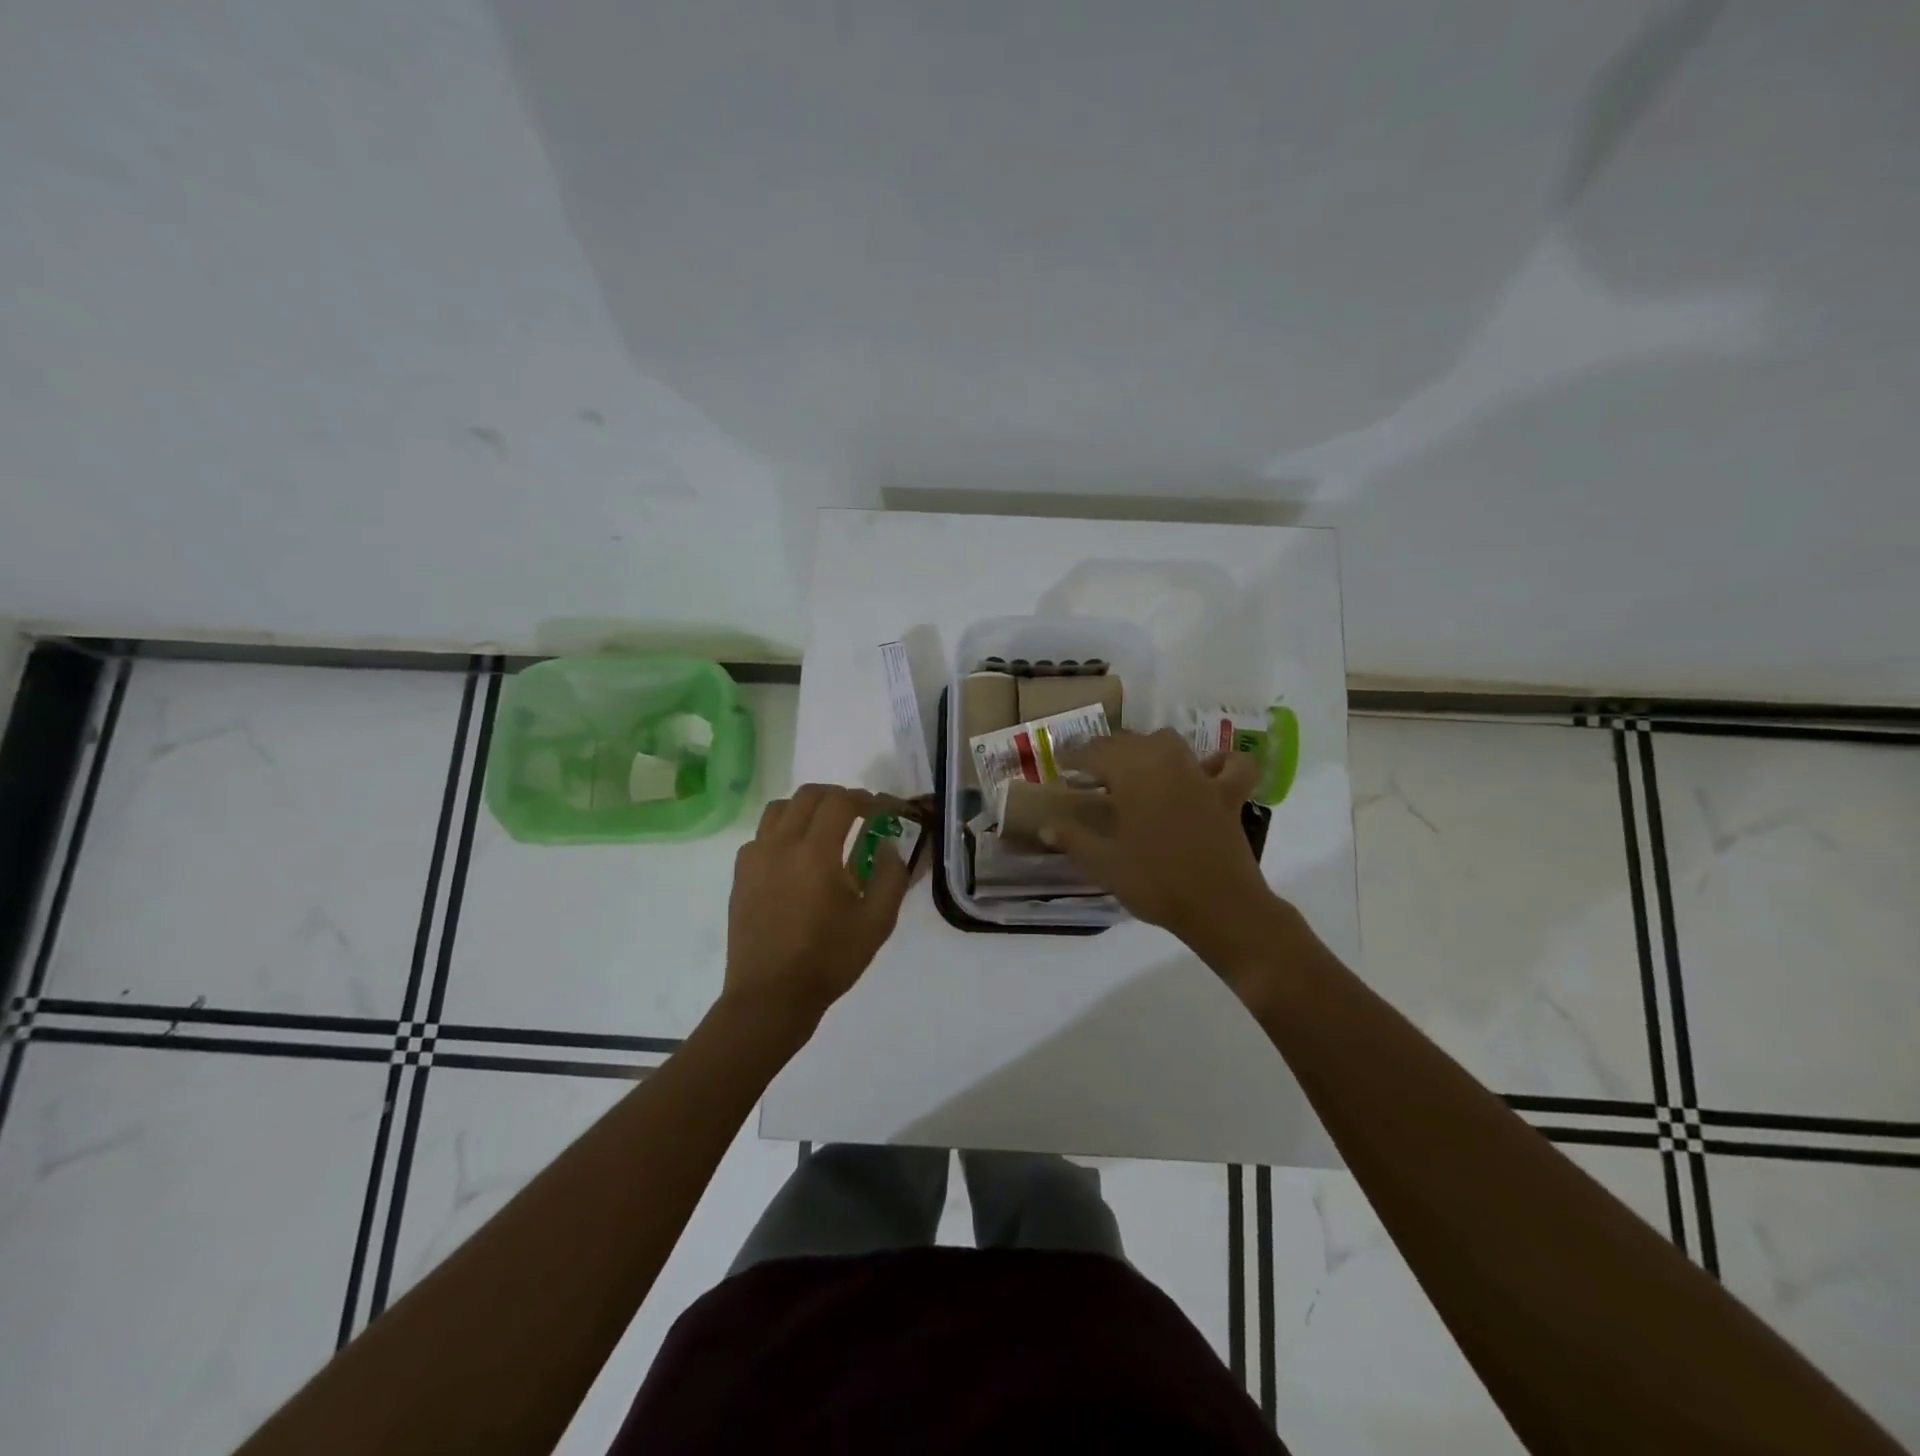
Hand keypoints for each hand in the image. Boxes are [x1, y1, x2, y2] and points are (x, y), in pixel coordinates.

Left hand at [722, 784, 910, 1035]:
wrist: (770, 997)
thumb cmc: (828, 960)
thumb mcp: (877, 923)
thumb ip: (891, 876)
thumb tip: (887, 844)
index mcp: (816, 852)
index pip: (842, 802)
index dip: (867, 799)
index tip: (883, 811)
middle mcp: (781, 844)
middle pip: (809, 795)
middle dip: (838, 796)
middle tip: (858, 814)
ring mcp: (755, 857)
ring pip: (780, 808)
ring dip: (807, 808)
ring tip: (825, 828)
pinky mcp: (741, 875)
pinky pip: (761, 835)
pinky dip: (783, 831)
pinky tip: (795, 857)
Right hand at [1047, 730, 1272, 948]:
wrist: (1219, 907)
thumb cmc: (1154, 882)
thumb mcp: (1103, 864)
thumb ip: (1073, 839)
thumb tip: (1047, 826)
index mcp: (1132, 773)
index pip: (1095, 752)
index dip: (1074, 756)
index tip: (1060, 764)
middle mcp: (1165, 762)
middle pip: (1129, 742)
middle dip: (1105, 751)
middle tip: (1089, 770)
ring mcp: (1200, 775)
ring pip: (1169, 743)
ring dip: (1148, 748)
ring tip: (1134, 768)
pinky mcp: (1228, 794)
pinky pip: (1228, 765)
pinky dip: (1216, 762)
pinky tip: (1205, 771)